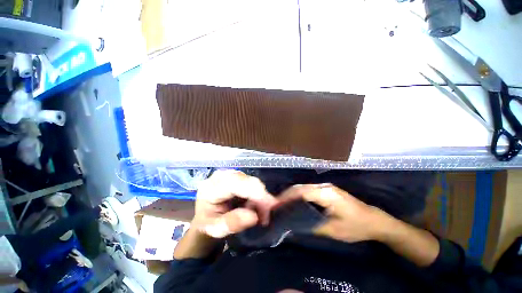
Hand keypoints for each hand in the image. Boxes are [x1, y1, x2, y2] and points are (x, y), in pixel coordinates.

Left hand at [192, 170, 277, 237]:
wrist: (206, 216)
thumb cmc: (208, 223)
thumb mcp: (215, 229)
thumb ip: (231, 223)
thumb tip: (253, 216)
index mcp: (211, 187)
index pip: (237, 184)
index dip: (255, 193)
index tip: (271, 206)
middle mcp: (221, 176)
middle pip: (247, 181)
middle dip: (261, 197)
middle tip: (265, 216)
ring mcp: (230, 174)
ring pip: (252, 181)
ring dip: (260, 198)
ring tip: (259, 214)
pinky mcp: (237, 176)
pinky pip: (252, 183)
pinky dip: (258, 195)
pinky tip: (255, 206)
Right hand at [279, 183, 389, 242]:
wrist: (375, 220)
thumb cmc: (356, 226)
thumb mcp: (334, 230)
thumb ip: (312, 225)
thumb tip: (294, 224)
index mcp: (326, 194)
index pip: (302, 192)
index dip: (287, 197)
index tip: (276, 205)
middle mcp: (324, 186)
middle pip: (300, 187)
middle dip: (287, 195)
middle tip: (276, 205)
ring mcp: (325, 187)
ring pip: (303, 187)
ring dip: (292, 195)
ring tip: (282, 204)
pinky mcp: (326, 190)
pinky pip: (308, 190)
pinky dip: (299, 196)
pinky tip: (295, 203)